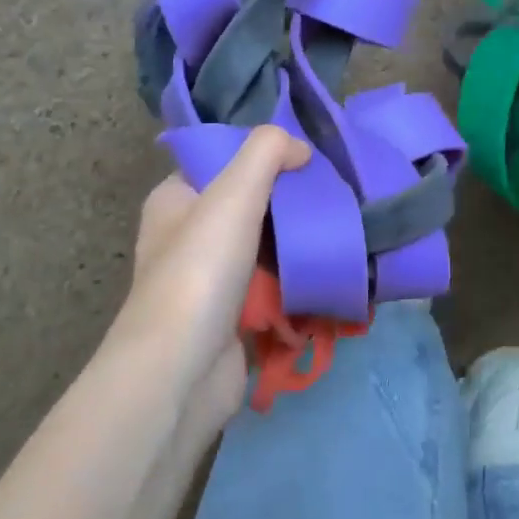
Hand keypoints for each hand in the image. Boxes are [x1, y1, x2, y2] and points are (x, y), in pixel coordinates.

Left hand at [110, 127, 309, 432]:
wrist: (182, 371)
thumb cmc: (201, 269)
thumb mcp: (233, 192)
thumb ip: (267, 152)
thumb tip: (300, 147)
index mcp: (175, 200)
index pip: (221, 162)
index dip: (261, 155)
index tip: (307, 156)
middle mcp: (188, 236)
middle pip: (249, 204)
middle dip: (290, 199)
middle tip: (334, 191)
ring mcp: (211, 279)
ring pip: (265, 245)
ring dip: (299, 240)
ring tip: (343, 224)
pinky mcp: (234, 315)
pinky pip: (274, 285)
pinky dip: (298, 278)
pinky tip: (331, 267)